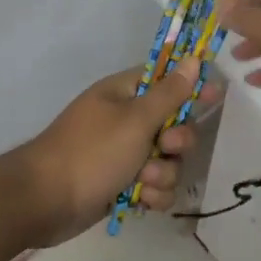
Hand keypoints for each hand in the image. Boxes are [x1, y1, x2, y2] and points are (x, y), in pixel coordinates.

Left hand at [14, 61, 216, 246]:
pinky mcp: (122, 185)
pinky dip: (151, 195)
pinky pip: (154, 187)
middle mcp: (125, 121)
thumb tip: (193, 59)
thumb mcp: (134, 120)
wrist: (44, 202)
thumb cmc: (90, 152)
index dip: (191, 87)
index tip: (215, 95)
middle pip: (174, 126)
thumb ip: (169, 93)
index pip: (166, 81)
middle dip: (176, 143)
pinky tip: (139, 201)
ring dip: (162, 175)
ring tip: (141, 183)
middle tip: (165, 149)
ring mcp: (123, 155)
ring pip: (167, 162)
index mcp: (124, 94)